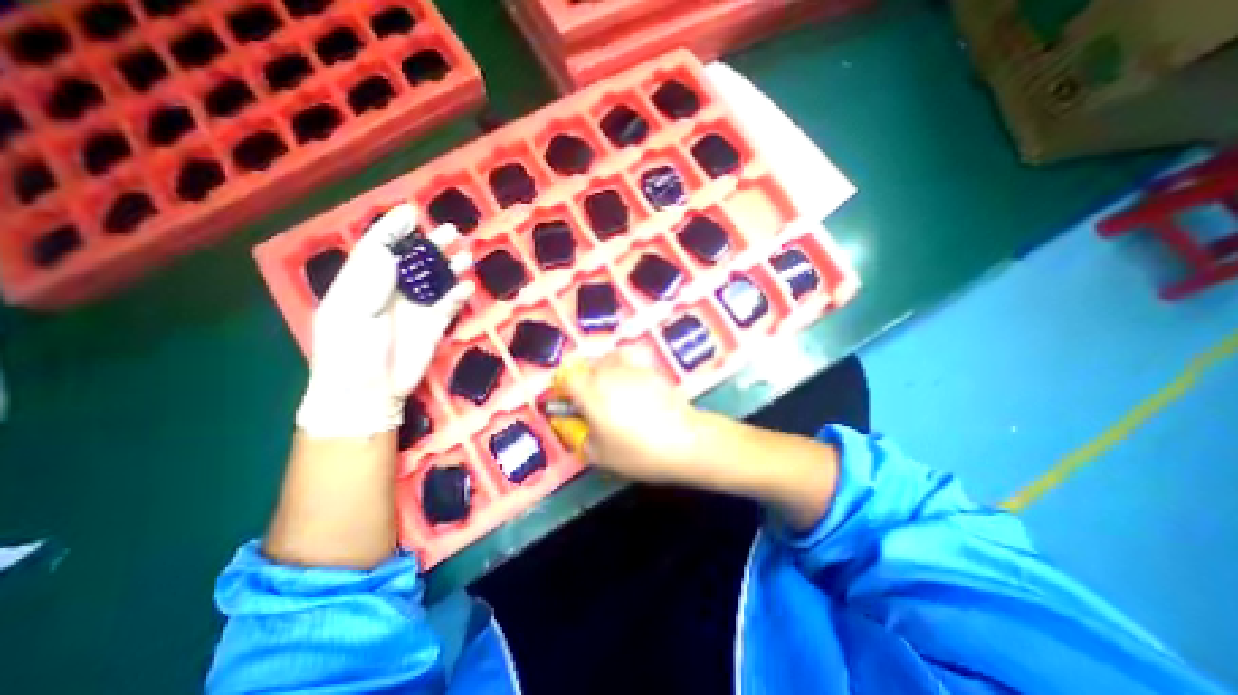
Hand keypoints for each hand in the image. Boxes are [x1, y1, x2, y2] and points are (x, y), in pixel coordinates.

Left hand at [296, 200, 474, 439]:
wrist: (369, 391)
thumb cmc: (350, 351)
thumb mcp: (350, 311)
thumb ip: (369, 278)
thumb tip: (389, 248)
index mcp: (361, 283)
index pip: (378, 247)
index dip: (394, 228)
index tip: (413, 212)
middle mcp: (390, 291)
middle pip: (414, 261)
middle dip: (431, 244)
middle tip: (452, 231)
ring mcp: (414, 309)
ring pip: (436, 281)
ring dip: (450, 267)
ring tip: (467, 254)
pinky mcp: (433, 326)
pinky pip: (449, 305)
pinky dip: (459, 295)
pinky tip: (467, 286)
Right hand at [548, 356, 709, 485]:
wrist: (685, 440)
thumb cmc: (638, 451)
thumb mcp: (600, 455)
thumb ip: (581, 436)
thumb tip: (581, 424)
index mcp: (590, 392)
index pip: (566, 378)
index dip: (564, 390)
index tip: (571, 404)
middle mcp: (608, 373)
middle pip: (587, 366)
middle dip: (585, 382)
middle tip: (593, 404)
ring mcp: (632, 368)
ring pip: (608, 360)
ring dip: (604, 373)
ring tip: (614, 394)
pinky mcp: (651, 369)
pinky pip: (630, 362)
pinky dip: (626, 371)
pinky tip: (635, 391)